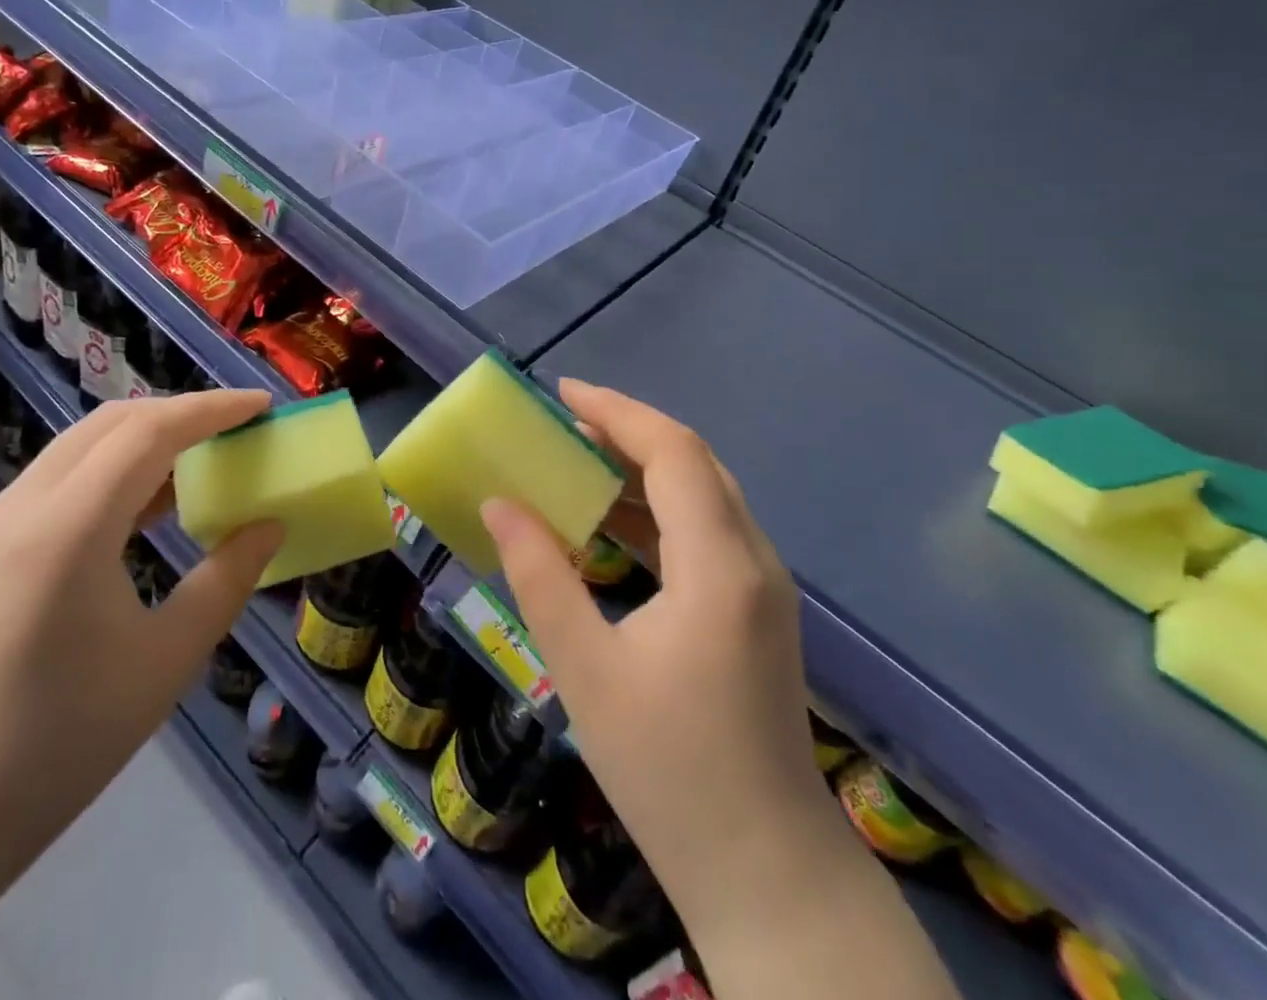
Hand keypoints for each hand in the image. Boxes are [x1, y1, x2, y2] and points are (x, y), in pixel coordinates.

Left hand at [0, 391, 286, 999]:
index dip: (212, 408)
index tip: (263, 404)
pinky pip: (60, 479)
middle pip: (111, 422)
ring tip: (201, 458)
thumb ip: (226, 581)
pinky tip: (145, 507)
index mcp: (68, 528)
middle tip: (237, 426)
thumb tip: (267, 527)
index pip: (149, 431)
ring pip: (81, 446)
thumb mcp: (164, 662)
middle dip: (180, 411)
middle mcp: (23, 506)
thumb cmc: (53, 743)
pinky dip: (113, 469)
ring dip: (144, 437)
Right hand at [483, 381, 846, 955]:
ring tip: (578, 459)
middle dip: (628, 429)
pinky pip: (706, 529)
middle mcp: (754, 559)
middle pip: (694, 461)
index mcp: (719, 567)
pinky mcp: (758, 609)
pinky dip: (658, 508)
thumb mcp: (585, 670)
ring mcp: (763, 585)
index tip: (562, 393)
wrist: (768, 873)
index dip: (617, 411)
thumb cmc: (669, 773)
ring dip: (642, 466)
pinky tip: (613, 521)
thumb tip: (499, 504)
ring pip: (704, 492)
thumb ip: (539, 576)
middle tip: (564, 421)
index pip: (672, 452)